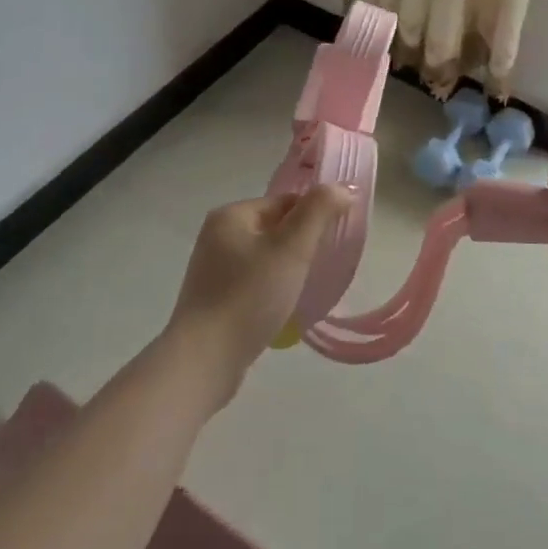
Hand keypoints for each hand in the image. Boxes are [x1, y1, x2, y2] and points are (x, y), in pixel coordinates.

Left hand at [165, 185, 351, 401]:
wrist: (204, 361)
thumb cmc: (250, 296)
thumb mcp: (292, 248)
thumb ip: (319, 211)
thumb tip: (344, 187)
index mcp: (231, 215)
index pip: (285, 201)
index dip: (314, 216)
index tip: (334, 240)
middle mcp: (217, 236)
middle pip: (275, 228)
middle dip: (302, 244)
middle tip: (323, 266)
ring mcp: (213, 269)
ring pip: (266, 257)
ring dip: (288, 268)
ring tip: (305, 288)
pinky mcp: (214, 299)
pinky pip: (253, 282)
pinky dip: (272, 288)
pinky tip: (283, 307)